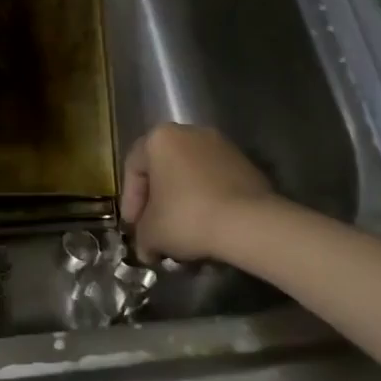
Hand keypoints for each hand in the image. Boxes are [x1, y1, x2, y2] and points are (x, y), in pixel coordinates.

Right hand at [121, 123, 275, 264]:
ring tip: (184, 233)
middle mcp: (190, 133)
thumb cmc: (187, 217)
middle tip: (155, 229)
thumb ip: (142, 237)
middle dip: (157, 201)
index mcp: (160, 139)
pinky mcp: (246, 164)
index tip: (134, 227)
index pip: (134, 168)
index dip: (130, 200)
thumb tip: (148, 248)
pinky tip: (208, 228)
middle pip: (163, 169)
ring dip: (183, 202)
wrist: (250, 223)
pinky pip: (215, 183)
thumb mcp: (151, 233)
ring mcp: (221, 146)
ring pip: (191, 176)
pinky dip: (207, 202)